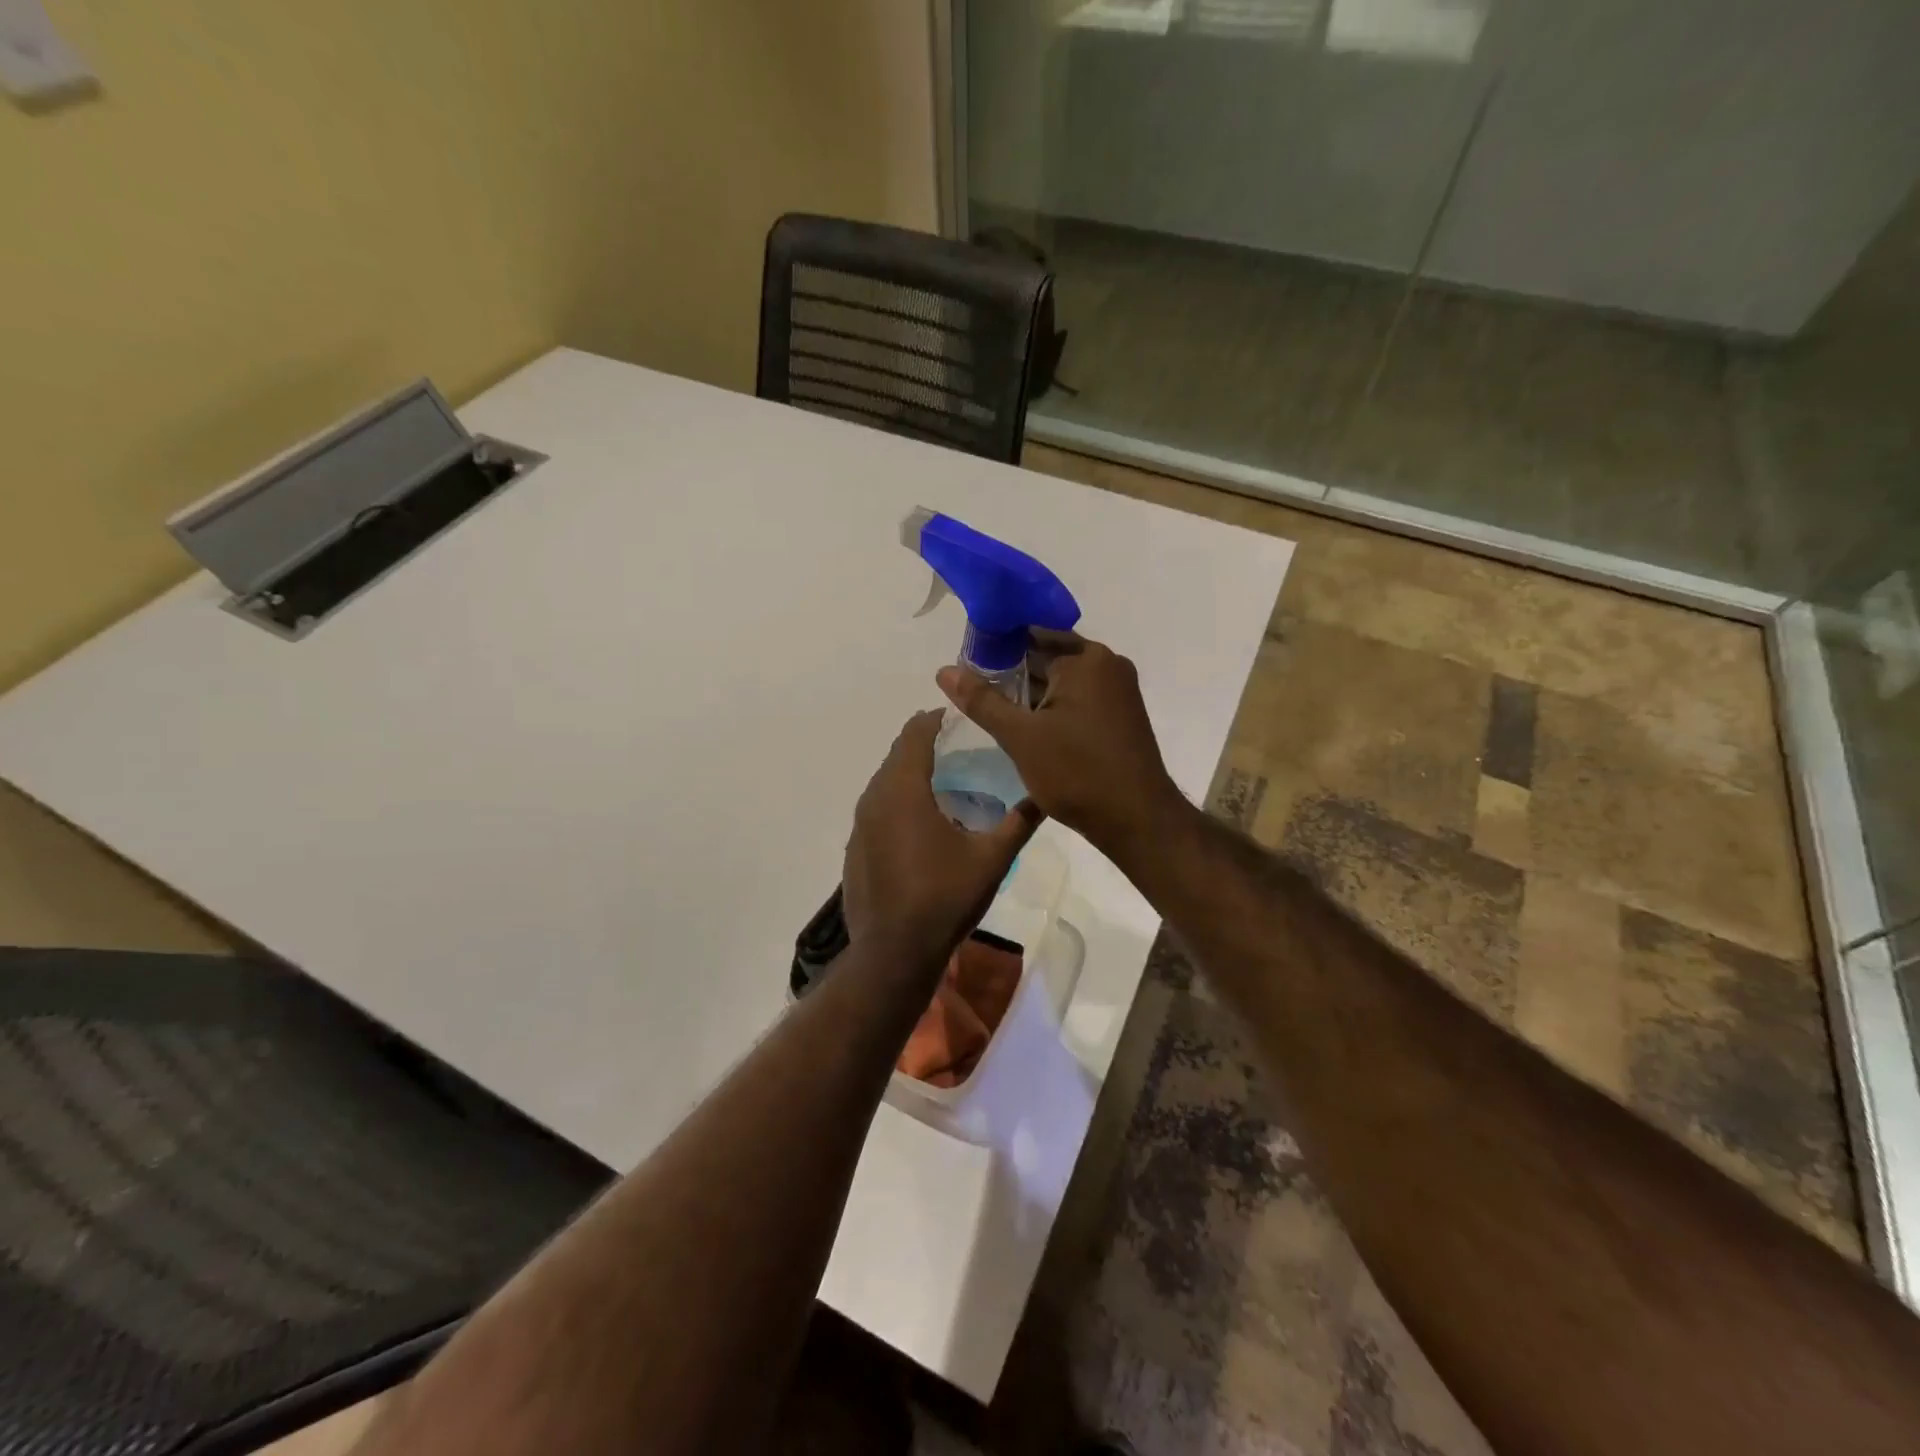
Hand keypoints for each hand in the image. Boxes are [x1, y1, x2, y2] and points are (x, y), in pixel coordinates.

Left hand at [842, 711, 1041, 966]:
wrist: (894, 952)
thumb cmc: (944, 898)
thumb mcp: (992, 859)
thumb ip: (1019, 823)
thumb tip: (1046, 796)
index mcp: (904, 790)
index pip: (915, 734)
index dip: (936, 719)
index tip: (961, 717)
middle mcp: (874, 799)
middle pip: (898, 755)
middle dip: (926, 744)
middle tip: (961, 748)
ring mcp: (860, 825)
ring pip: (885, 782)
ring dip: (910, 774)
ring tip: (945, 782)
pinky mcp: (855, 848)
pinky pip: (877, 809)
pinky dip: (898, 802)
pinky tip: (921, 824)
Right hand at [936, 630, 1188, 862]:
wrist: (1137, 821)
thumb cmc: (1077, 773)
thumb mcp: (1020, 737)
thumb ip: (982, 700)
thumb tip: (944, 670)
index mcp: (1086, 659)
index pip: (1031, 633)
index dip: (995, 645)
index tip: (966, 662)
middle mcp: (1107, 665)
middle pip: (1048, 655)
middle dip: (1011, 671)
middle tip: (973, 690)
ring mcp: (1118, 692)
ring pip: (1062, 681)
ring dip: (1030, 693)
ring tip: (992, 709)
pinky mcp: (1119, 716)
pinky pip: (1077, 699)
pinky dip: (1051, 707)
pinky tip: (1025, 727)